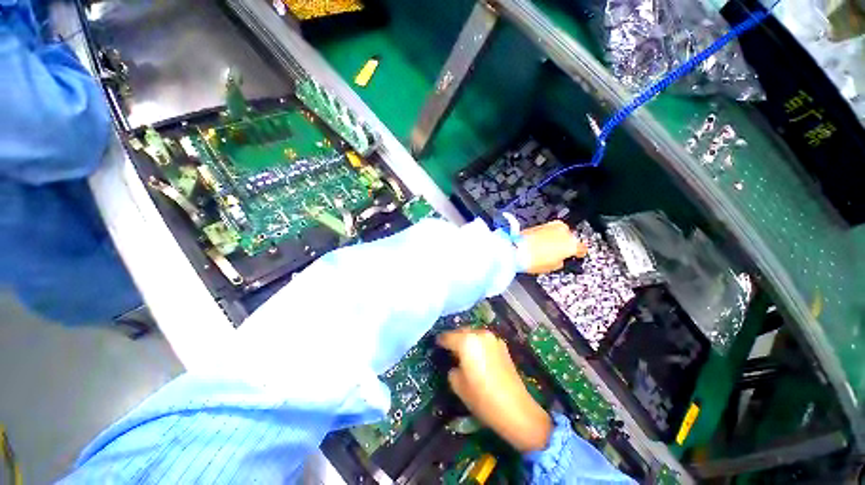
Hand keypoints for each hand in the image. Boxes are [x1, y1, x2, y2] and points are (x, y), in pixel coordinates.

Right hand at [437, 329, 551, 452]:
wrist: (516, 409)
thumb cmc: (482, 398)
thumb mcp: (458, 386)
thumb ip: (452, 368)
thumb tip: (455, 363)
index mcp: (466, 341)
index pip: (447, 336)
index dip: (440, 341)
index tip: (436, 345)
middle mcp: (479, 334)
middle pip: (462, 331)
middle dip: (454, 338)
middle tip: (448, 349)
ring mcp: (492, 338)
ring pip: (474, 333)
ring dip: (466, 339)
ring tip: (462, 351)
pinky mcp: (502, 345)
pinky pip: (484, 340)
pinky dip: (478, 343)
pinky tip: (477, 355)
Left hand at [518, 220, 586, 273]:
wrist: (515, 250)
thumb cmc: (532, 260)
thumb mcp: (552, 266)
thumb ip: (560, 261)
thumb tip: (559, 258)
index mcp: (571, 244)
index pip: (581, 248)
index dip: (578, 253)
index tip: (576, 255)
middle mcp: (563, 231)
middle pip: (570, 238)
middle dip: (565, 244)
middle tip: (557, 253)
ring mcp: (551, 226)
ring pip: (558, 232)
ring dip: (555, 238)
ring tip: (546, 248)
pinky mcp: (539, 224)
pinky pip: (547, 231)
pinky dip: (545, 236)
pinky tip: (539, 243)